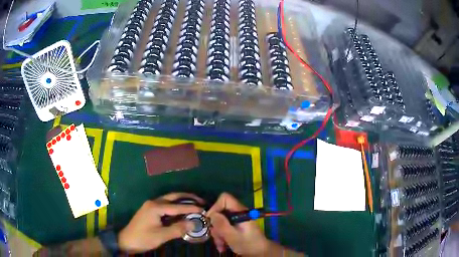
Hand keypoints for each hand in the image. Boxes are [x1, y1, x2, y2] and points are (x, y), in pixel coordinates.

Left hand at [118, 193, 203, 253]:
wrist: (126, 240)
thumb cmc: (143, 238)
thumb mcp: (161, 235)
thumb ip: (177, 228)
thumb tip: (194, 223)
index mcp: (155, 207)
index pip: (177, 206)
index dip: (192, 208)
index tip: (204, 209)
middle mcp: (153, 202)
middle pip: (173, 196)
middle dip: (188, 197)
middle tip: (201, 201)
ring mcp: (151, 205)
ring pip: (169, 200)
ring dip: (182, 201)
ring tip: (195, 204)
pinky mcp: (150, 210)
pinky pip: (166, 205)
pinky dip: (176, 206)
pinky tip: (182, 211)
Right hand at [207, 193, 269, 255]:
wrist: (259, 252)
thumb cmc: (248, 244)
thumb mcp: (232, 236)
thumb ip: (222, 224)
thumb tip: (211, 214)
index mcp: (240, 211)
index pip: (225, 198)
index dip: (215, 207)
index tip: (211, 220)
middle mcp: (238, 213)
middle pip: (220, 212)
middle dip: (216, 226)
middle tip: (216, 237)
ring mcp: (237, 220)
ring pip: (221, 221)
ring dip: (218, 234)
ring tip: (221, 245)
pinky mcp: (236, 227)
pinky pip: (224, 228)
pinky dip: (221, 236)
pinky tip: (223, 246)